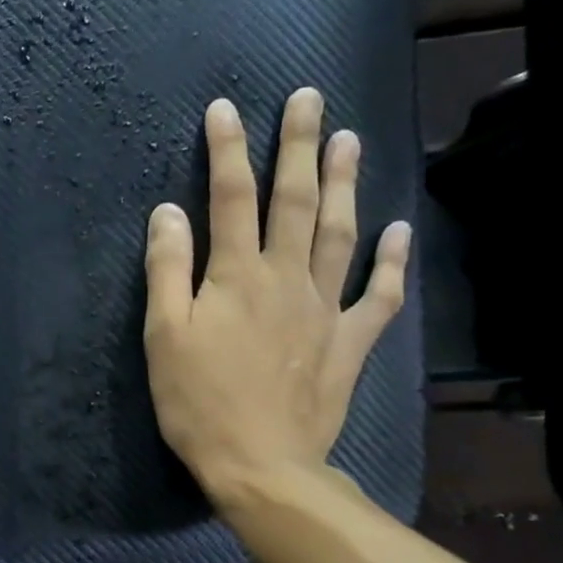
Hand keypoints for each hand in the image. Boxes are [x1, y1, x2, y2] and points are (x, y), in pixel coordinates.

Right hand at [144, 89, 410, 504]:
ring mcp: (325, 309)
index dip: (226, 151)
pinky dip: (391, 262)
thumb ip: (167, 271)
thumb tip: (169, 213)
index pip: (229, 199)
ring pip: (339, 233)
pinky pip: (378, 296)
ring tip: (351, 140)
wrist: (260, 463)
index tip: (225, 108)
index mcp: (236, 276)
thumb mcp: (164, 338)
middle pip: (294, 201)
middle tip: (310, 98)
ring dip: (345, 184)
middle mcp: (286, 278)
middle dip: (299, 146)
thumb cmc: (198, 403)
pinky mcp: (348, 343)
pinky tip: (399, 231)